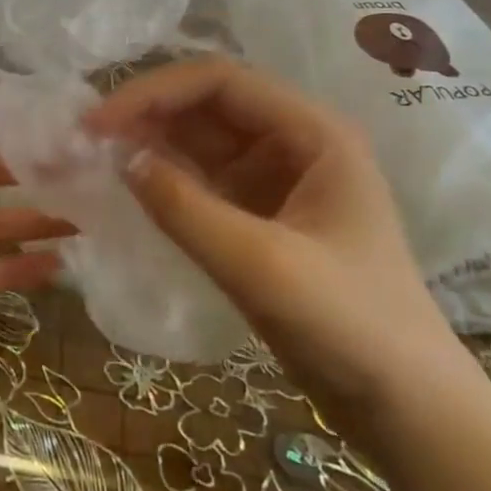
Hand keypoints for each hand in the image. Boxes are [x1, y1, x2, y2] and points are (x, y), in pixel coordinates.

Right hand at [85, 56, 473, 428]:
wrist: (406, 408)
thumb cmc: (350, 326)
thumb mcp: (260, 265)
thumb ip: (185, 208)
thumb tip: (120, 159)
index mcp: (313, 133)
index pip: (221, 82)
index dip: (154, 92)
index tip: (98, 123)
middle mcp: (295, 145)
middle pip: (208, 107)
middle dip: (147, 115)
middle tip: (84, 141)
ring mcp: (277, 183)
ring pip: (201, 144)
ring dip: (150, 145)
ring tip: (93, 159)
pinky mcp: (261, 219)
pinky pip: (204, 183)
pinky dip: (165, 181)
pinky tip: (128, 189)